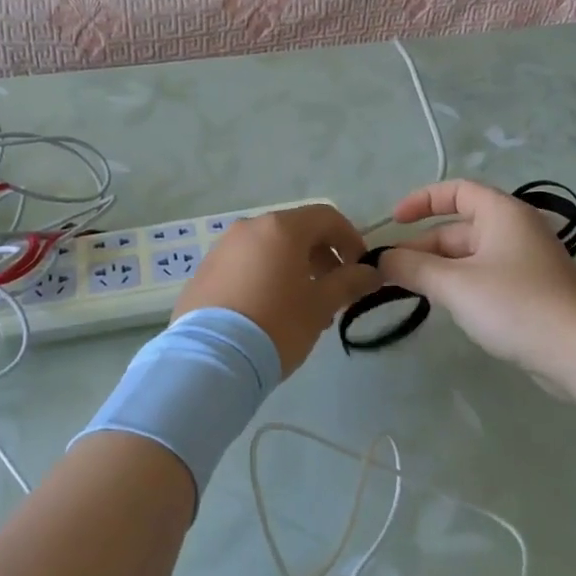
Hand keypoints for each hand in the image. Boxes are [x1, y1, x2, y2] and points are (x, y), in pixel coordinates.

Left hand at [175, 203, 381, 374]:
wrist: (211, 357)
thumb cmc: (277, 324)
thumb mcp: (321, 305)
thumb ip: (349, 283)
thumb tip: (371, 272)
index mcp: (281, 228)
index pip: (326, 217)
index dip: (350, 238)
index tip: (360, 269)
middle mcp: (249, 228)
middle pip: (296, 232)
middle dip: (321, 258)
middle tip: (333, 294)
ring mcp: (222, 249)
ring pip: (269, 250)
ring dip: (293, 270)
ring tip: (303, 309)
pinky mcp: (204, 272)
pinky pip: (244, 266)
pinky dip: (265, 278)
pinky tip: (269, 313)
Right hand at [379, 180, 575, 380]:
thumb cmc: (516, 305)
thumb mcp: (455, 285)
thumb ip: (413, 268)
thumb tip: (382, 260)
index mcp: (502, 213)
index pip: (456, 191)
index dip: (421, 200)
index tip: (394, 221)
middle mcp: (515, 230)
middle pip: (458, 228)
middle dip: (422, 247)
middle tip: (390, 272)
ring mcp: (524, 262)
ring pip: (469, 256)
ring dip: (438, 269)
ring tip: (408, 290)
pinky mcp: (530, 291)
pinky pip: (484, 277)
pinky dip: (459, 285)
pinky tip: (444, 306)